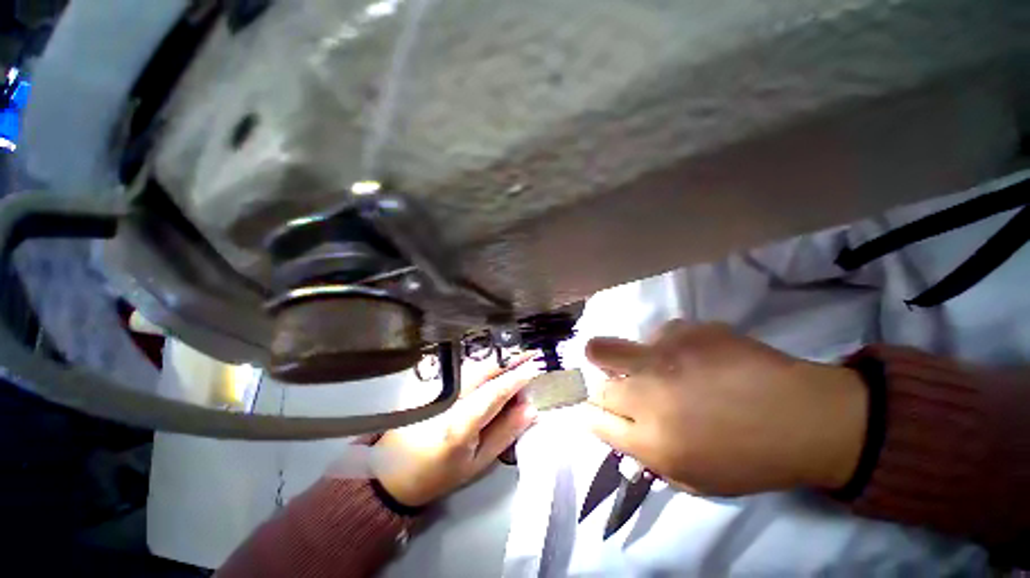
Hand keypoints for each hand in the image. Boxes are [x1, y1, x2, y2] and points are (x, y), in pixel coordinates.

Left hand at [373, 356, 538, 506]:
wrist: (393, 472)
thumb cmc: (438, 474)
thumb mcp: (477, 464)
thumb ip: (505, 433)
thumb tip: (529, 409)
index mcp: (460, 424)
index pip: (495, 391)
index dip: (518, 377)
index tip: (536, 366)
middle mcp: (448, 399)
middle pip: (484, 370)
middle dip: (510, 359)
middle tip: (531, 354)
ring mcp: (438, 390)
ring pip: (474, 367)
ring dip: (498, 361)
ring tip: (518, 360)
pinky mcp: (431, 385)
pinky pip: (465, 370)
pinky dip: (485, 366)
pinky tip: (496, 367)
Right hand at [585, 321, 867, 495]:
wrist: (806, 417)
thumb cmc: (752, 459)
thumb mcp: (694, 480)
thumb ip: (647, 454)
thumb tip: (617, 426)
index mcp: (652, 441)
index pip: (594, 420)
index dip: (592, 415)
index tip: (600, 411)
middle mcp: (648, 395)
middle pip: (597, 385)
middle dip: (605, 389)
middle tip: (625, 389)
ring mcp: (662, 357)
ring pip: (604, 349)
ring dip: (617, 359)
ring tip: (649, 366)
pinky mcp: (683, 331)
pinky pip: (655, 335)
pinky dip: (664, 346)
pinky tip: (693, 356)